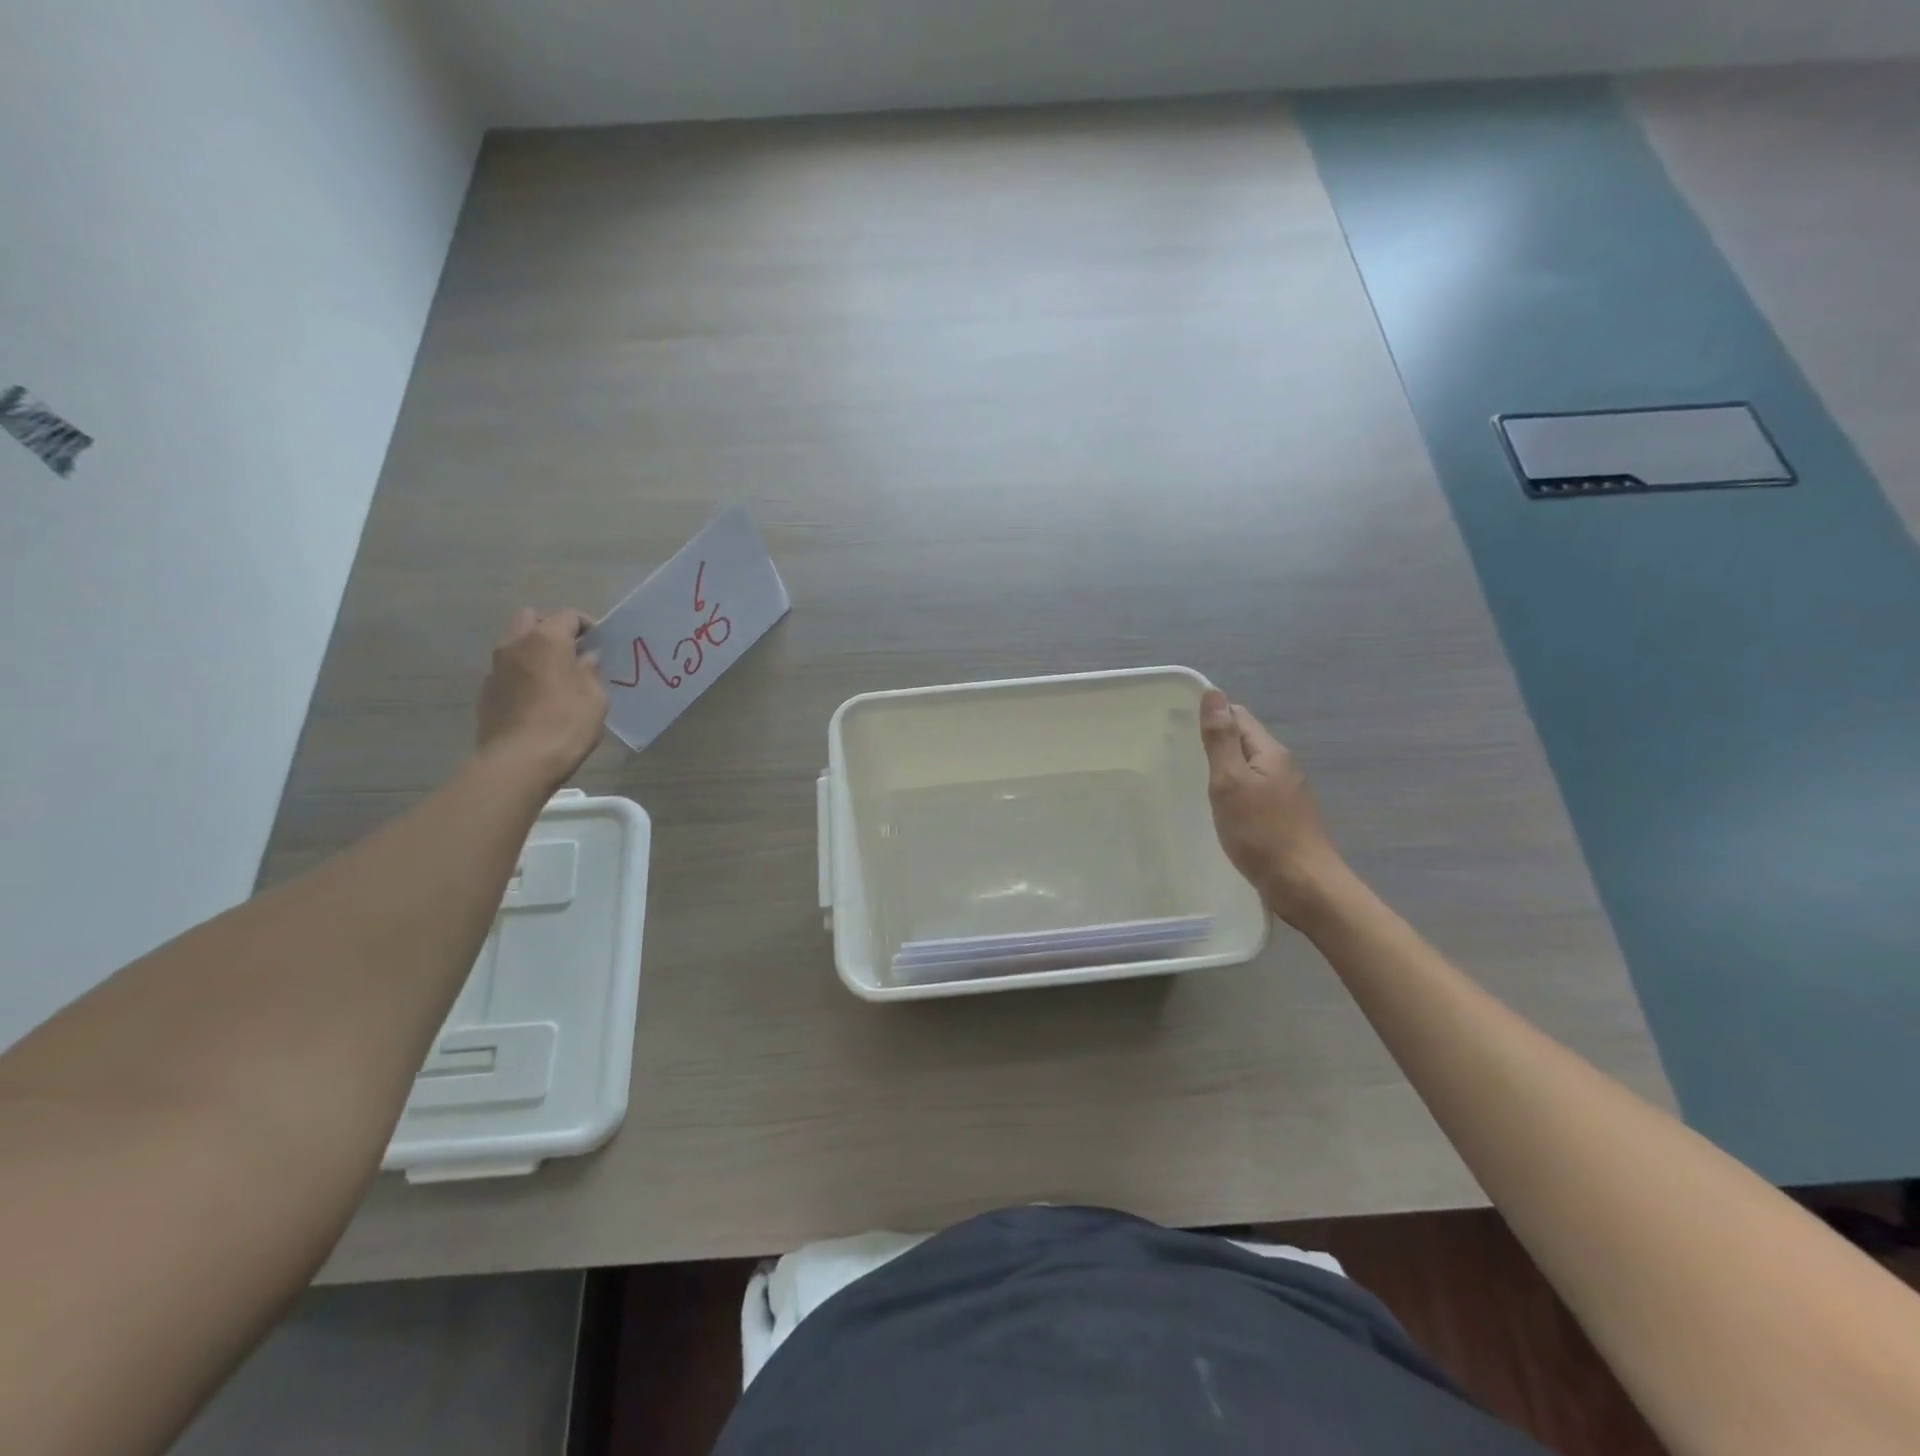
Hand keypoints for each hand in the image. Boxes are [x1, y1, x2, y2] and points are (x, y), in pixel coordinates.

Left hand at [476, 609, 608, 785]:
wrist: (519, 761)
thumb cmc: (566, 724)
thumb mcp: (595, 697)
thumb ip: (590, 671)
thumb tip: (586, 659)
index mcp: (547, 640)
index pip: (568, 615)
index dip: (587, 625)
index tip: (600, 643)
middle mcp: (516, 644)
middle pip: (532, 619)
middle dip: (552, 628)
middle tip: (572, 651)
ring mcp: (496, 667)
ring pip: (515, 643)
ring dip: (534, 651)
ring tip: (556, 676)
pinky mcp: (487, 691)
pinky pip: (508, 670)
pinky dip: (523, 673)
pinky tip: (538, 697)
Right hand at [1199, 689, 1346, 924]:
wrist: (1304, 886)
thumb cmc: (1262, 833)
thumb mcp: (1231, 782)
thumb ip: (1221, 739)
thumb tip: (1214, 693)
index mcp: (1270, 752)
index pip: (1239, 717)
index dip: (1212, 716)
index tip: (1177, 726)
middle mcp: (1283, 767)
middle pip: (1245, 741)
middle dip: (1216, 742)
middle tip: (1178, 754)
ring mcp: (1286, 794)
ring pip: (1250, 769)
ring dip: (1225, 770)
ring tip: (1192, 781)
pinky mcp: (1284, 819)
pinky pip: (1254, 793)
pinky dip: (1235, 793)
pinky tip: (1219, 810)